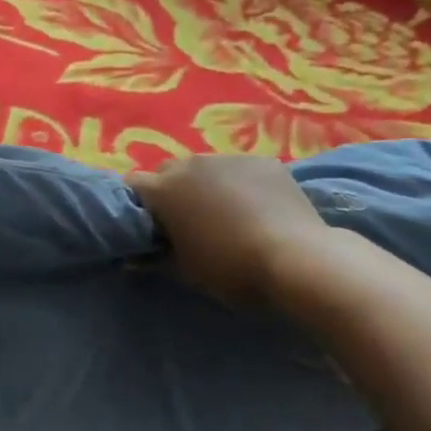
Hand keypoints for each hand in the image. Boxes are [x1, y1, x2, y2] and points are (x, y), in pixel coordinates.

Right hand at [128, 156, 333, 307]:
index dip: (137, 204)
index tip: (148, 226)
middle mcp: (190, 164)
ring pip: (205, 167)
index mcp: (164, 190)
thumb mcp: (187, 272)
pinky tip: (257, 208)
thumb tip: (132, 260)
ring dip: (205, 185)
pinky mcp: (262, 160)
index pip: (133, 185)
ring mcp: (228, 158)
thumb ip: (156, 260)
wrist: (297, 258)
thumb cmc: (231, 268)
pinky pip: (240, 169)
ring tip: (225, 214)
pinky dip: (240, 184)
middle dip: (170, 191)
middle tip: (185, 222)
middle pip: (167, 171)